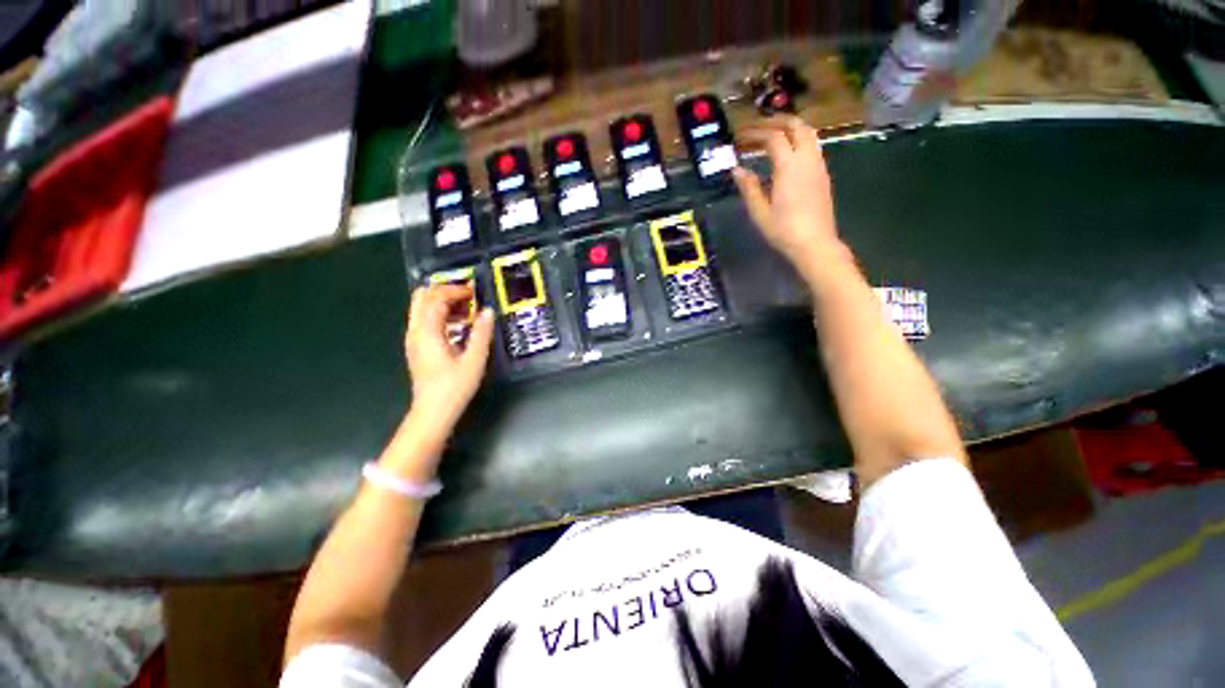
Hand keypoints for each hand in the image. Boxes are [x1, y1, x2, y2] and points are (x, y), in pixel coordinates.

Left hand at [404, 284, 495, 431]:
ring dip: (443, 302)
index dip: (455, 290)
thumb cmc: (454, 387)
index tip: (475, 293)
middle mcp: (415, 331)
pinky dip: (440, 314)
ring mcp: (413, 339)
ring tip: (467, 310)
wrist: (433, 412)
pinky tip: (459, 325)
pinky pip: (425, 320)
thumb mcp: (474, 360)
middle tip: (468, 296)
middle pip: (422, 297)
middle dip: (445, 291)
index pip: (436, 298)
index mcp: (428, 332)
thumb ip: (482, 333)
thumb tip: (488, 312)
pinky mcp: (417, 347)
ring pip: (422, 307)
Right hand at [733, 116, 847, 272]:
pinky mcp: (823, 175)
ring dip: (790, 128)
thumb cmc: (783, 230)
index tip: (740, 137)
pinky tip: (787, 155)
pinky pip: (812, 146)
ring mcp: (818, 165)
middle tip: (758, 127)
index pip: (773, 137)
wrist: (815, 243)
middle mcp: (806, 158)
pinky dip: (798, 140)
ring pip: (808, 133)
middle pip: (796, 125)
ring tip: (772, 136)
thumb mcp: (759, 212)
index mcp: (788, 166)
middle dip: (776, 121)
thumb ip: (749, 188)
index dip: (756, 133)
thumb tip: (737, 170)